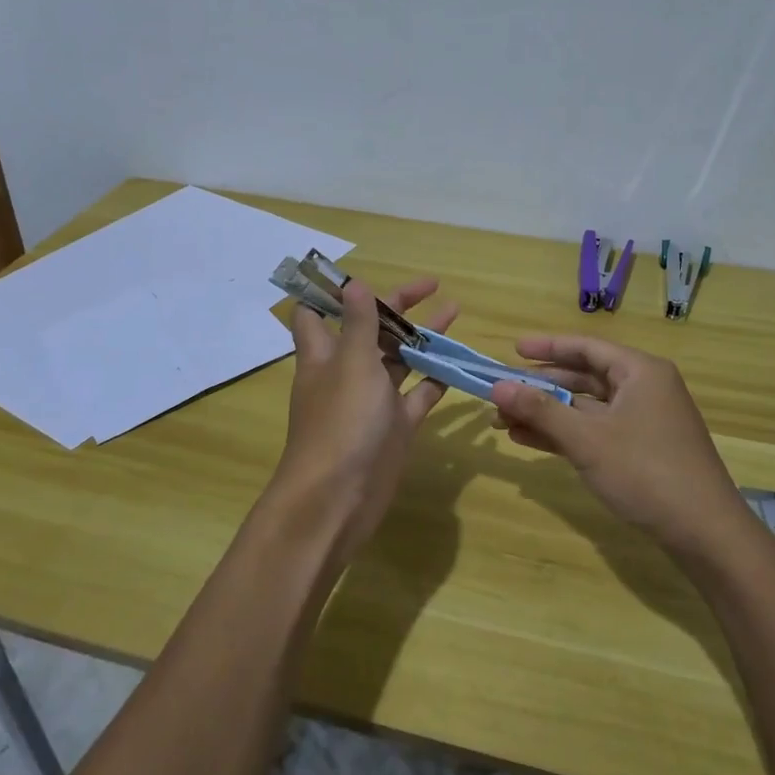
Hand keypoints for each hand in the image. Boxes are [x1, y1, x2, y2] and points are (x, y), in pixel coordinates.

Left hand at [272, 275, 457, 562]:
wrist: (338, 500)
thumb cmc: (341, 424)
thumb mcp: (351, 364)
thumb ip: (357, 324)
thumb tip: (353, 283)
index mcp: (324, 354)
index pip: (317, 313)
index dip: (333, 292)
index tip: (359, 274)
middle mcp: (347, 372)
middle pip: (370, 330)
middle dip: (396, 306)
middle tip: (432, 285)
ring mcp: (372, 400)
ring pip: (398, 359)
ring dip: (421, 336)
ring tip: (454, 310)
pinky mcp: (395, 426)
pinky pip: (419, 394)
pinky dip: (436, 377)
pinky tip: (458, 361)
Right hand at [490, 337, 747, 555]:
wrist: (705, 533)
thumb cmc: (646, 472)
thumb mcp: (587, 440)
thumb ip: (541, 411)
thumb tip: (497, 386)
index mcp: (639, 371)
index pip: (586, 347)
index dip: (547, 347)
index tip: (512, 349)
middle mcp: (643, 388)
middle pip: (584, 377)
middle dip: (540, 387)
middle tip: (501, 393)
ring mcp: (644, 420)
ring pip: (586, 407)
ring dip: (547, 414)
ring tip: (504, 422)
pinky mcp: (641, 449)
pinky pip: (595, 430)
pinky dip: (565, 434)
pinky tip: (529, 440)